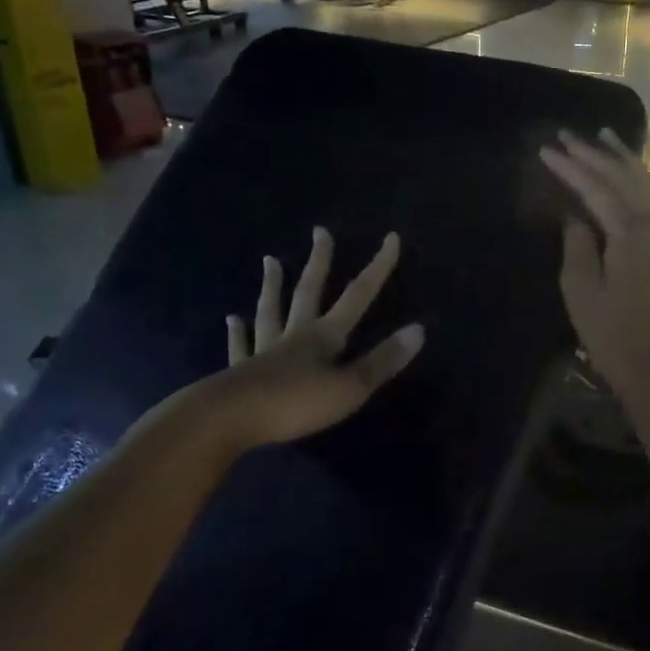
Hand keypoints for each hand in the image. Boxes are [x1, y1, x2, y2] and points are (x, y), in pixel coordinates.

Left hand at [214, 227, 424, 449]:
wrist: (230, 418)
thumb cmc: (296, 403)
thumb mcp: (349, 387)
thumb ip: (382, 361)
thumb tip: (419, 329)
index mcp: (324, 337)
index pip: (357, 296)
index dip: (377, 268)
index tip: (391, 238)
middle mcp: (294, 335)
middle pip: (309, 292)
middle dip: (320, 262)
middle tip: (320, 232)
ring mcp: (264, 350)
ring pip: (271, 311)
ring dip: (273, 286)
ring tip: (270, 261)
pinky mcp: (240, 371)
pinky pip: (241, 346)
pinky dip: (239, 332)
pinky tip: (232, 320)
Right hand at [539, 129, 649, 406]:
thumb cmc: (613, 335)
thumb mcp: (581, 291)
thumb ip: (578, 245)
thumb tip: (576, 216)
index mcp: (633, 235)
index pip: (597, 189)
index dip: (570, 168)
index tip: (546, 150)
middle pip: (626, 179)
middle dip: (596, 154)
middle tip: (568, 134)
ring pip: (648, 185)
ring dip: (624, 160)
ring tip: (604, 137)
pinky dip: (640, 181)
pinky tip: (629, 175)